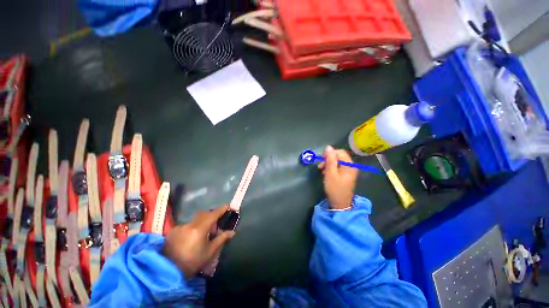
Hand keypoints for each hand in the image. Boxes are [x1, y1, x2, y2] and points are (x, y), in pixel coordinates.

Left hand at [163, 205, 235, 277]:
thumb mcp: (209, 252)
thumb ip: (221, 239)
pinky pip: (186, 225)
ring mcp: (180, 227)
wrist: (167, 272)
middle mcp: (190, 224)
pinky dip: (192, 227)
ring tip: (203, 233)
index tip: (228, 206)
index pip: (213, 214)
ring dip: (201, 222)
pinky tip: (191, 238)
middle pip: (204, 214)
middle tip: (216, 223)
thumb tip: (232, 231)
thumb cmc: (192, 262)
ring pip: (195, 219)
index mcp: (200, 229)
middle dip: (211, 215)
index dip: (221, 209)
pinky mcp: (172, 231)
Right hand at [318, 146, 357, 208]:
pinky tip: (327, 174)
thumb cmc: (335, 188)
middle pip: (339, 156)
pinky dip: (332, 168)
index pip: (339, 152)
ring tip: (322, 171)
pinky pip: (339, 167)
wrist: (340, 204)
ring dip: (329, 164)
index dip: (330, 154)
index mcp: (349, 165)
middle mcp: (351, 166)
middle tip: (321, 167)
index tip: (321, 161)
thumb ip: (330, 159)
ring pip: (338, 162)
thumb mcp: (330, 173)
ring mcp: (349, 171)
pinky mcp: (347, 175)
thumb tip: (328, 147)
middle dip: (329, 159)